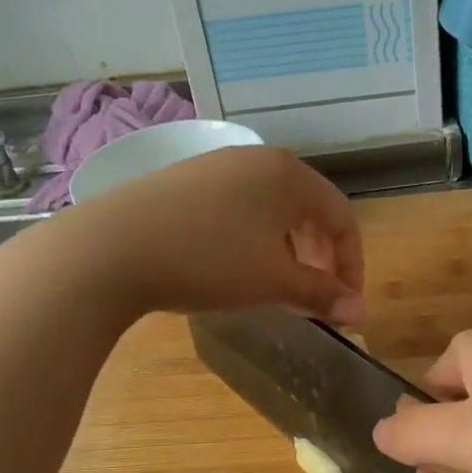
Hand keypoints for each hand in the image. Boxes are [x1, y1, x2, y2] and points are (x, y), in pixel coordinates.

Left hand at [63, 146, 363, 325]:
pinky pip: (237, 208)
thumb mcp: (273, 282)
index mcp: (289, 175)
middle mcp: (257, 159)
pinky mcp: (183, 181)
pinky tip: (232, 267)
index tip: (345, 305)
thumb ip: (322, 294)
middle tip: (315, 297)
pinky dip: (251, 240)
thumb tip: (359, 312)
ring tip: (275, 286)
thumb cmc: (209, 261)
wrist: (112, 248)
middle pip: (308, 210)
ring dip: (286, 250)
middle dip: (320, 257)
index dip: (352, 265)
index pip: (342, 218)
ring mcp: (216, 166)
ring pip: (271, 210)